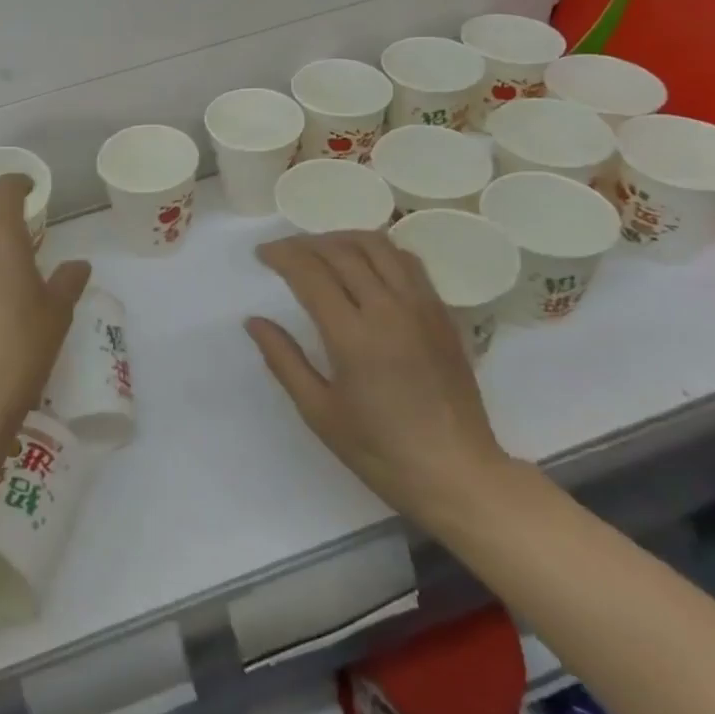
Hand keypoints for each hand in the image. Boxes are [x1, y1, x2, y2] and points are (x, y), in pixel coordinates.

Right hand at [247, 230, 510, 526]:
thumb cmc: (381, 451)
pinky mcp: (442, 314)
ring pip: (378, 246)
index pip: (310, 272)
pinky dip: (379, 250)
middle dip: (306, 243)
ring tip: (322, 249)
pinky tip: (366, 264)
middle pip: (341, 251)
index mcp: (353, 336)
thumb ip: (284, 360)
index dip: (281, 255)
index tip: (262, 254)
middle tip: (284, 251)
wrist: (459, 475)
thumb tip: (254, 321)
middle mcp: (389, 310)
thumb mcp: (320, 413)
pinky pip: (408, 262)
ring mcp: (421, 308)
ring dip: (343, 238)